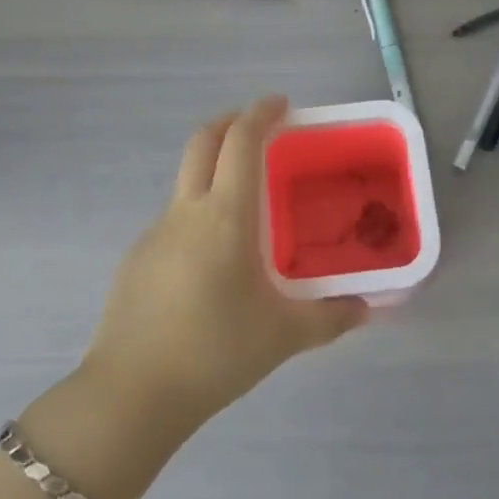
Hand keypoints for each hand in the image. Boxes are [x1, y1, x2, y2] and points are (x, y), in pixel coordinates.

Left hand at [81, 96, 366, 433]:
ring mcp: (155, 233)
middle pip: (202, 141)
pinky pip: (173, 220)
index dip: (260, 113)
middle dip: (229, 122)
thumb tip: (368, 307)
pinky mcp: (136, 259)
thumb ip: (330, 317)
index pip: (240, 142)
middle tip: (257, 128)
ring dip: (212, 169)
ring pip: (185, 180)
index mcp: (225, 215)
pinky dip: (196, 214)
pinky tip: (210, 263)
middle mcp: (187, 211)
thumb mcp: (283, 336)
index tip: (280, 103)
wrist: (131, 395)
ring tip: (243, 207)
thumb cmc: (215, 352)